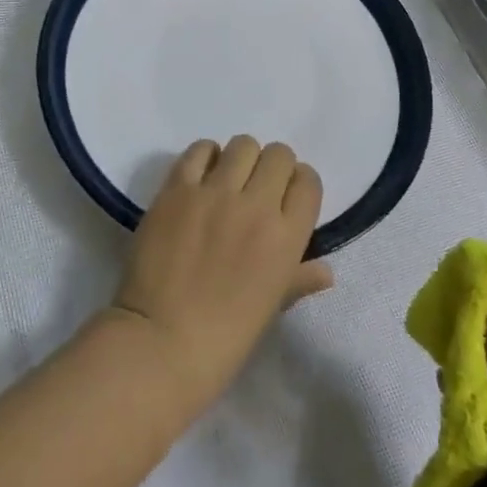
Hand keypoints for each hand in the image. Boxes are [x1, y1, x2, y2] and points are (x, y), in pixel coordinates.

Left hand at [107, 137, 333, 411]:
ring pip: (242, 145)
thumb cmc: (224, 337)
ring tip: (227, 180)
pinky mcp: (178, 188)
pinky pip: (200, 150)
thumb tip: (326, 271)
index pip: (308, 182)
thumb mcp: (271, 308)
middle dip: (272, 167)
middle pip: (278, 155)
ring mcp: (215, 192)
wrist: (161, 342)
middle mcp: (257, 205)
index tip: (286, 197)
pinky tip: (200, 177)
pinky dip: (205, 156)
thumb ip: (299, 279)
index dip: (298, 185)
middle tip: (256, 187)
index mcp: (287, 238)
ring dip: (240, 159)